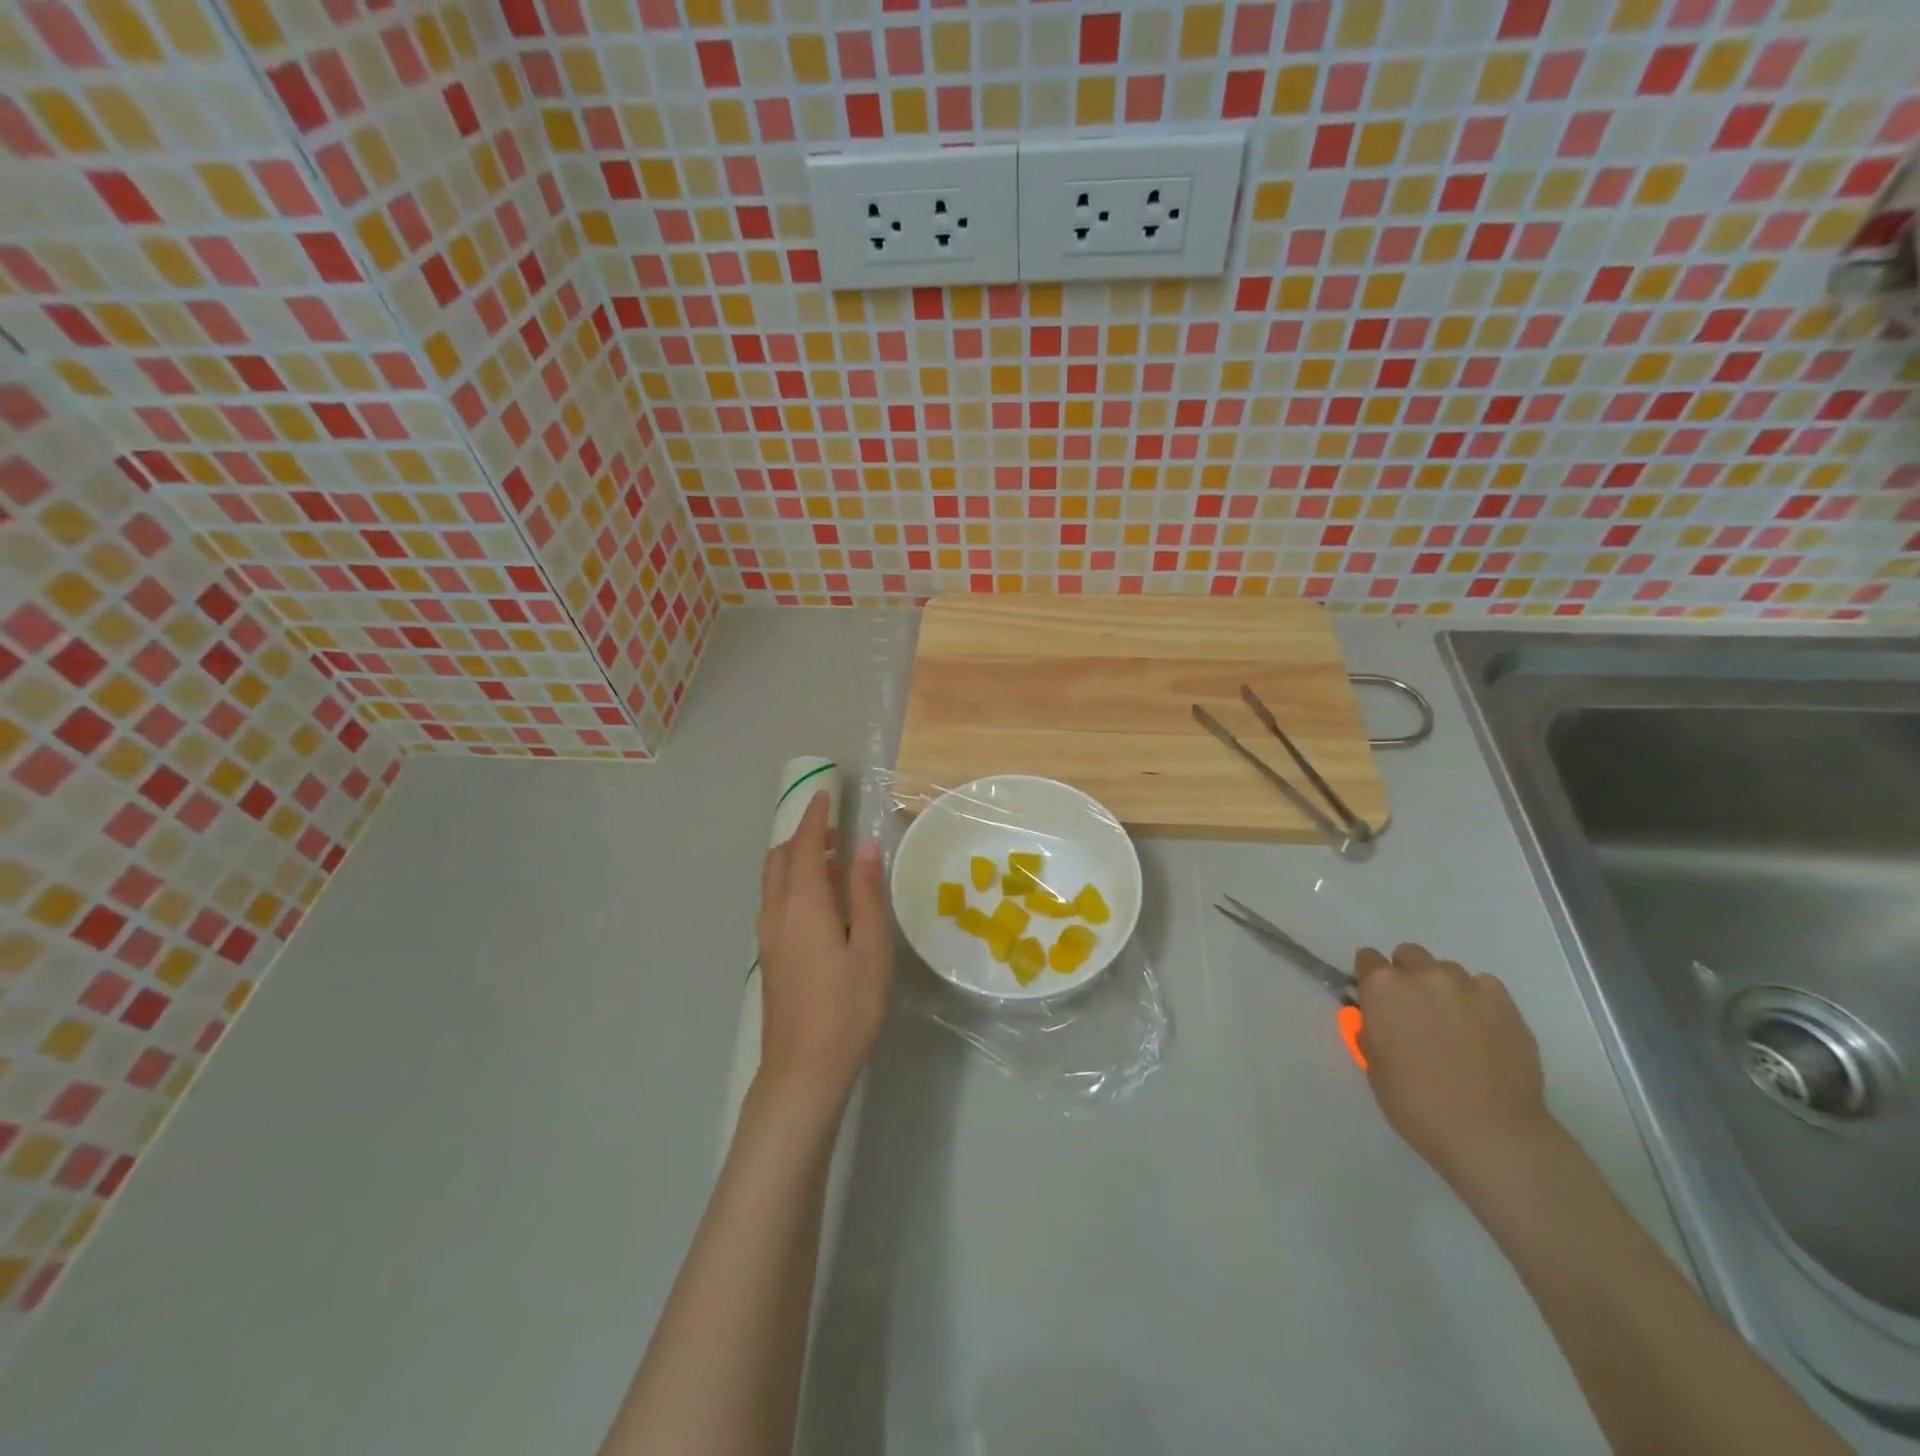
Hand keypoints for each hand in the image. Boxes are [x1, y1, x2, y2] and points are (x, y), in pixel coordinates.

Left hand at [755, 791, 891, 1106]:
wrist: (804, 1068)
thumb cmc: (847, 1005)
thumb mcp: (870, 945)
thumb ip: (864, 892)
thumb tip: (865, 847)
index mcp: (803, 903)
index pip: (805, 845)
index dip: (815, 817)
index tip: (826, 795)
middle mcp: (777, 911)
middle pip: (781, 858)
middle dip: (804, 836)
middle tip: (836, 832)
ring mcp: (768, 935)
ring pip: (775, 880)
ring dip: (798, 860)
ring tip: (834, 864)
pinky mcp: (769, 955)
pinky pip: (776, 901)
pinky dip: (794, 884)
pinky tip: (822, 903)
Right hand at [1354, 943, 1557, 1193]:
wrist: (1490, 1132)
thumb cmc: (1416, 1102)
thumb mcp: (1374, 1064)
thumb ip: (1373, 1029)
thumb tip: (1378, 1018)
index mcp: (1382, 987)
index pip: (1367, 959)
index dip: (1370, 979)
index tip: (1377, 1000)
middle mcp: (1422, 974)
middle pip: (1409, 955)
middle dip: (1408, 976)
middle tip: (1416, 1012)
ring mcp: (1467, 985)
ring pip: (1448, 971)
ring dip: (1444, 989)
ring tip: (1455, 1025)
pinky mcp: (1504, 1002)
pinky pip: (1484, 987)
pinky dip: (1478, 1002)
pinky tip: (1483, 1031)